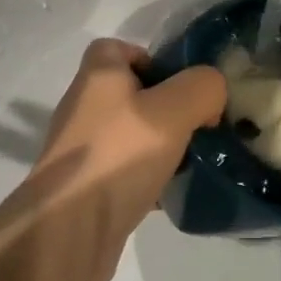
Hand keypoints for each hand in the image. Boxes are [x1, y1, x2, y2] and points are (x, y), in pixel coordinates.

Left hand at [24, 38, 224, 280]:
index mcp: (98, 76)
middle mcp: (84, 106)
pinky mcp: (86, 186)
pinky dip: (146, 177)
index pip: (118, 48)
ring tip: (189, 159)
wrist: (69, 232)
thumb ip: (202, 88)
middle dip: (164, 106)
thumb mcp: (175, 110)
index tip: (179, 84)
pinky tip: (168, 193)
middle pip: (128, 92)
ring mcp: (82, 149)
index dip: (150, 58)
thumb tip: (211, 92)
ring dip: (158, 144)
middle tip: (195, 123)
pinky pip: (123, 170)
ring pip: (129, 133)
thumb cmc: (119, 155)